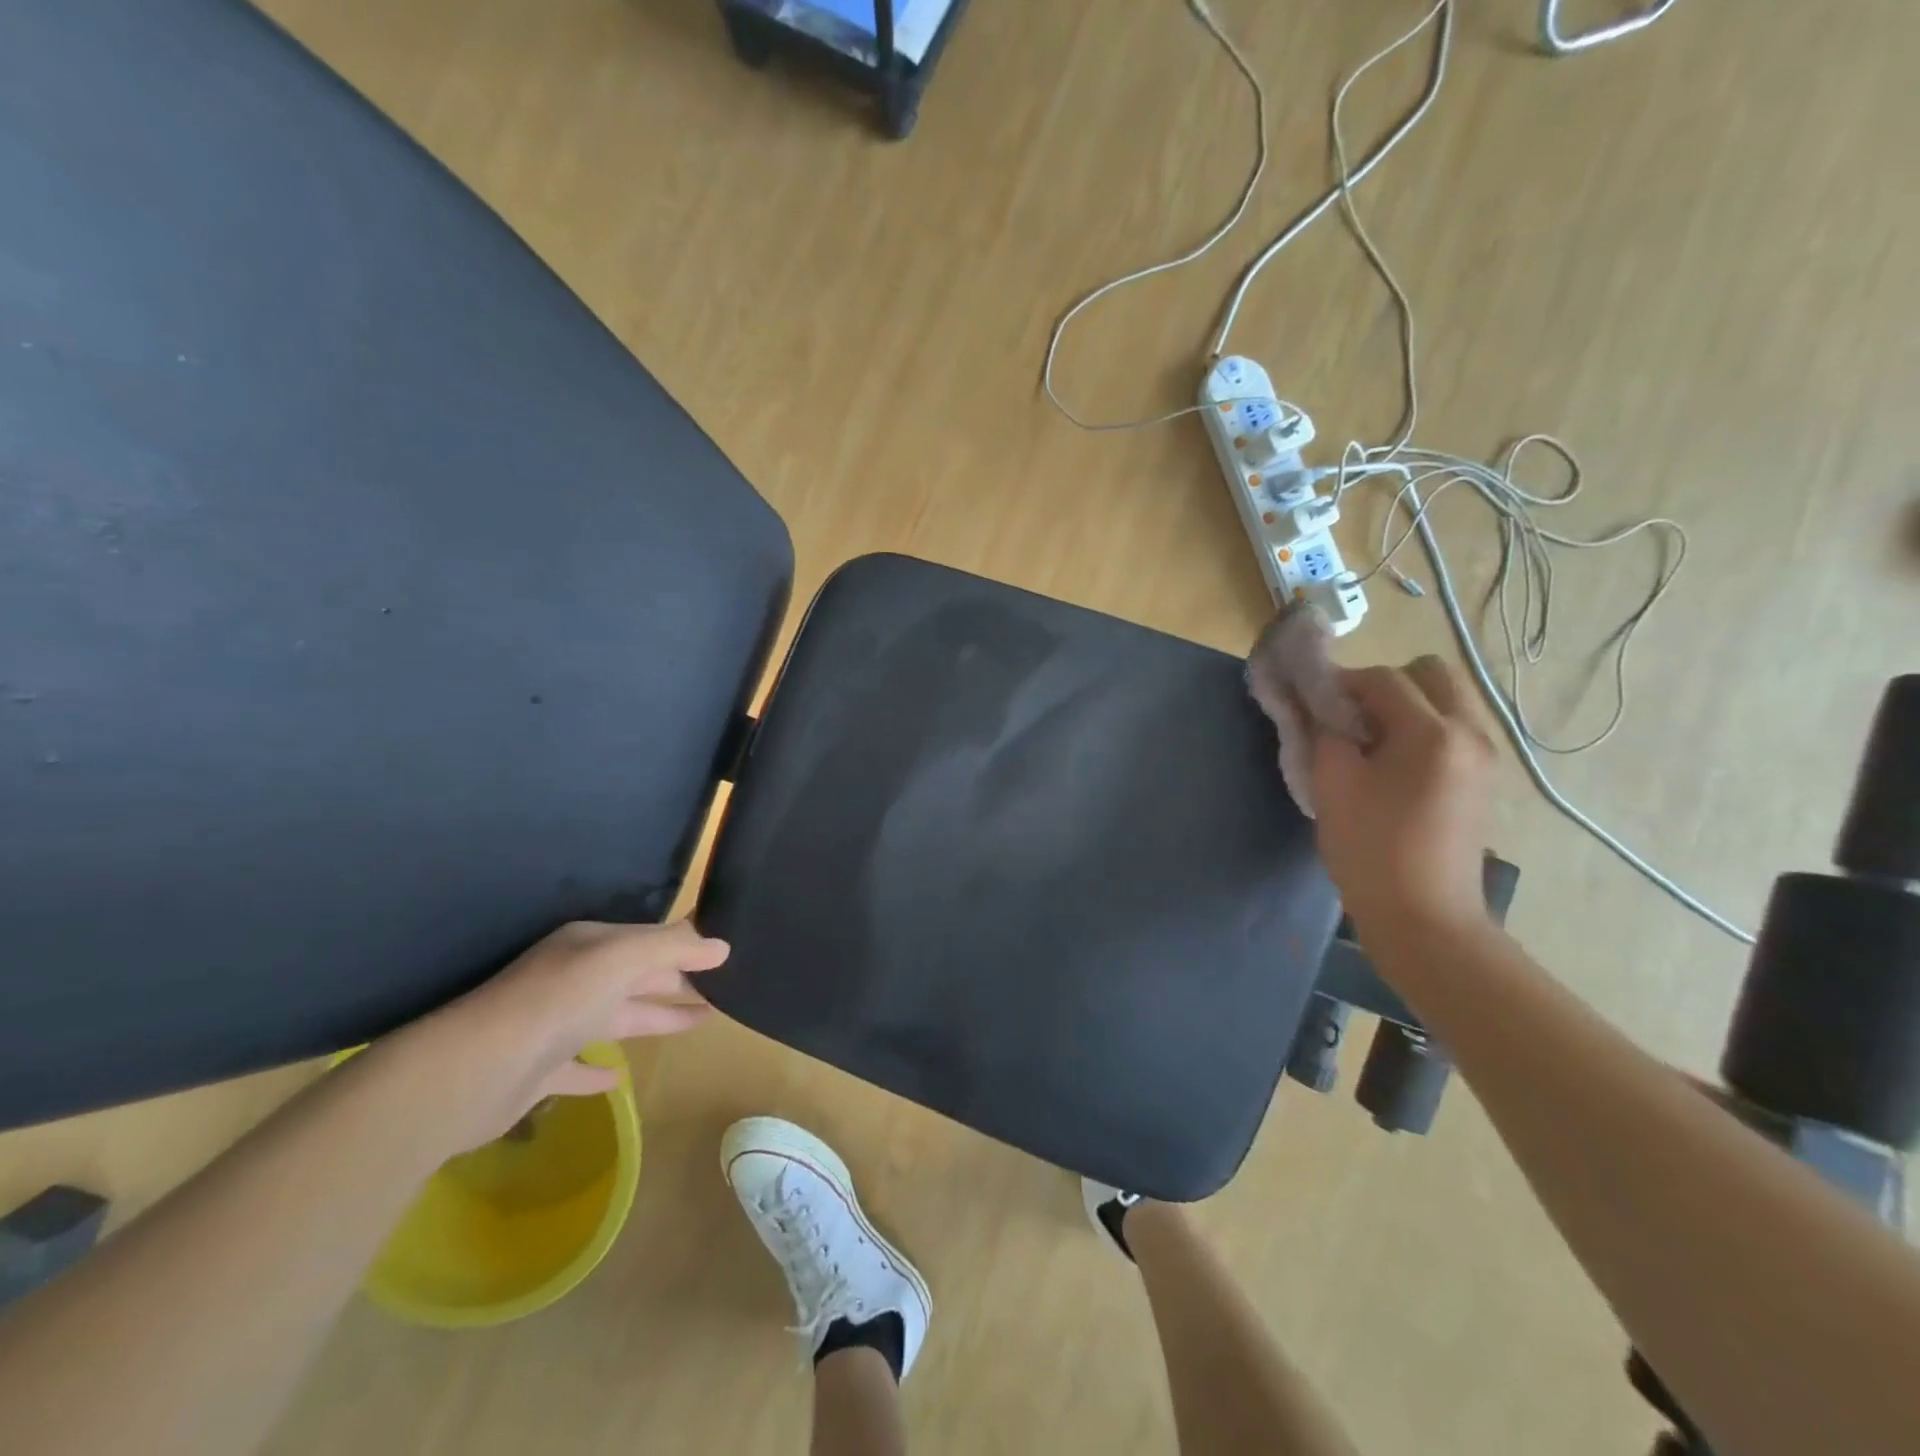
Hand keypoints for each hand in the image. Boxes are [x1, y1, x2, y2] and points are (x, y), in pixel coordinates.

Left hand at [390, 920, 728, 1151]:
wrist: (474, 1069)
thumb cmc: (557, 1000)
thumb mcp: (622, 958)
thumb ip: (673, 948)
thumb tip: (722, 945)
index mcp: (590, 947)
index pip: (649, 941)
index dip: (687, 947)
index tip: (725, 954)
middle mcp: (573, 979)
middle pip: (637, 977)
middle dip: (679, 981)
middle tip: (725, 989)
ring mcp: (554, 1026)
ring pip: (618, 1017)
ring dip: (656, 1017)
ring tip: (702, 1022)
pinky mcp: (538, 1071)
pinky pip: (579, 1067)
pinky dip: (600, 1071)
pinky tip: (620, 1077)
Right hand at [1311, 656, 1497, 941]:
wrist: (1423, 915)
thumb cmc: (1371, 849)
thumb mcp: (1332, 784)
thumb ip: (1324, 732)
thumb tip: (1322, 708)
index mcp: (1432, 732)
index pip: (1383, 679)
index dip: (1341, 683)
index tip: (1313, 703)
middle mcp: (1471, 732)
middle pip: (1430, 673)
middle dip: (1385, 684)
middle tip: (1351, 717)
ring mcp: (1485, 755)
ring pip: (1447, 698)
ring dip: (1406, 704)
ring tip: (1370, 742)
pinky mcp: (1484, 777)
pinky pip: (1454, 727)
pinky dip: (1422, 727)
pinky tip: (1393, 764)